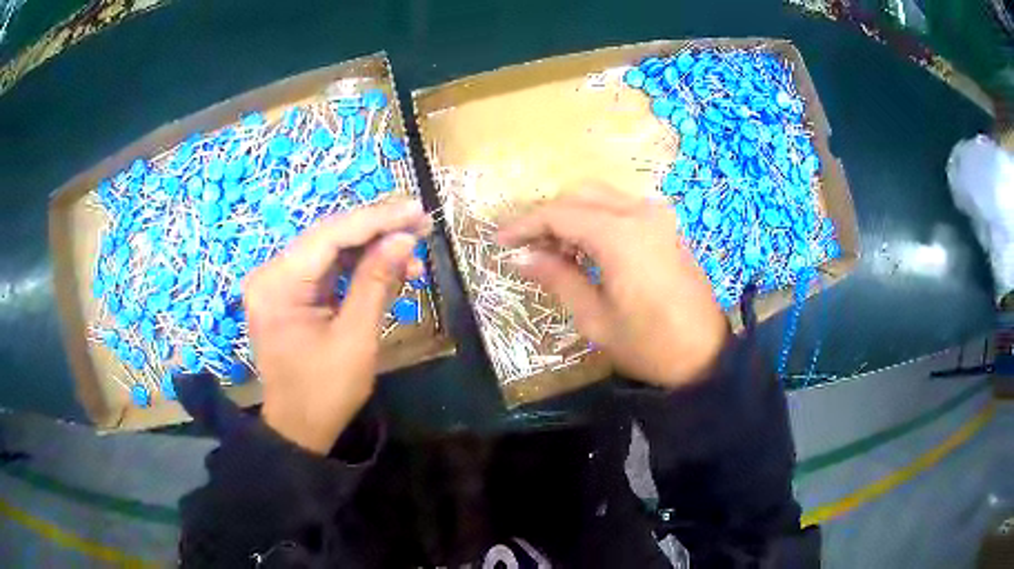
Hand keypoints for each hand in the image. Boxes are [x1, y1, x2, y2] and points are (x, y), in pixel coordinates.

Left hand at [243, 200, 430, 453]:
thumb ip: (376, 282)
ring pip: (331, 251)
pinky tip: (390, 270)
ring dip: (372, 250)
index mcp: (277, 285)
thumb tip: (404, 238)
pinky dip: (358, 269)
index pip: (329, 236)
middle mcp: (271, 274)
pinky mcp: (289, 294)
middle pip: (329, 238)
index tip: (416, 210)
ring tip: (413, 254)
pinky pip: (327, 270)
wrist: (299, 429)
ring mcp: (278, 283)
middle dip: (377, 230)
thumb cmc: (325, 393)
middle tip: (421, 223)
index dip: (376, 220)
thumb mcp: (355, 339)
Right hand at [497, 184, 727, 388]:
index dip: (525, 225)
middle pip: (579, 194)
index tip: (499, 241)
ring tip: (551, 250)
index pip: (559, 214)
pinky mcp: (666, 225)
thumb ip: (558, 278)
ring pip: (600, 196)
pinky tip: (583, 248)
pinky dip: (595, 218)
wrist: (706, 355)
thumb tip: (520, 257)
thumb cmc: (650, 345)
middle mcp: (640, 212)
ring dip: (571, 215)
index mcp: (620, 234)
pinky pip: (620, 208)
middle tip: (526, 247)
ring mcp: (657, 215)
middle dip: (547, 215)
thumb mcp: (596, 318)